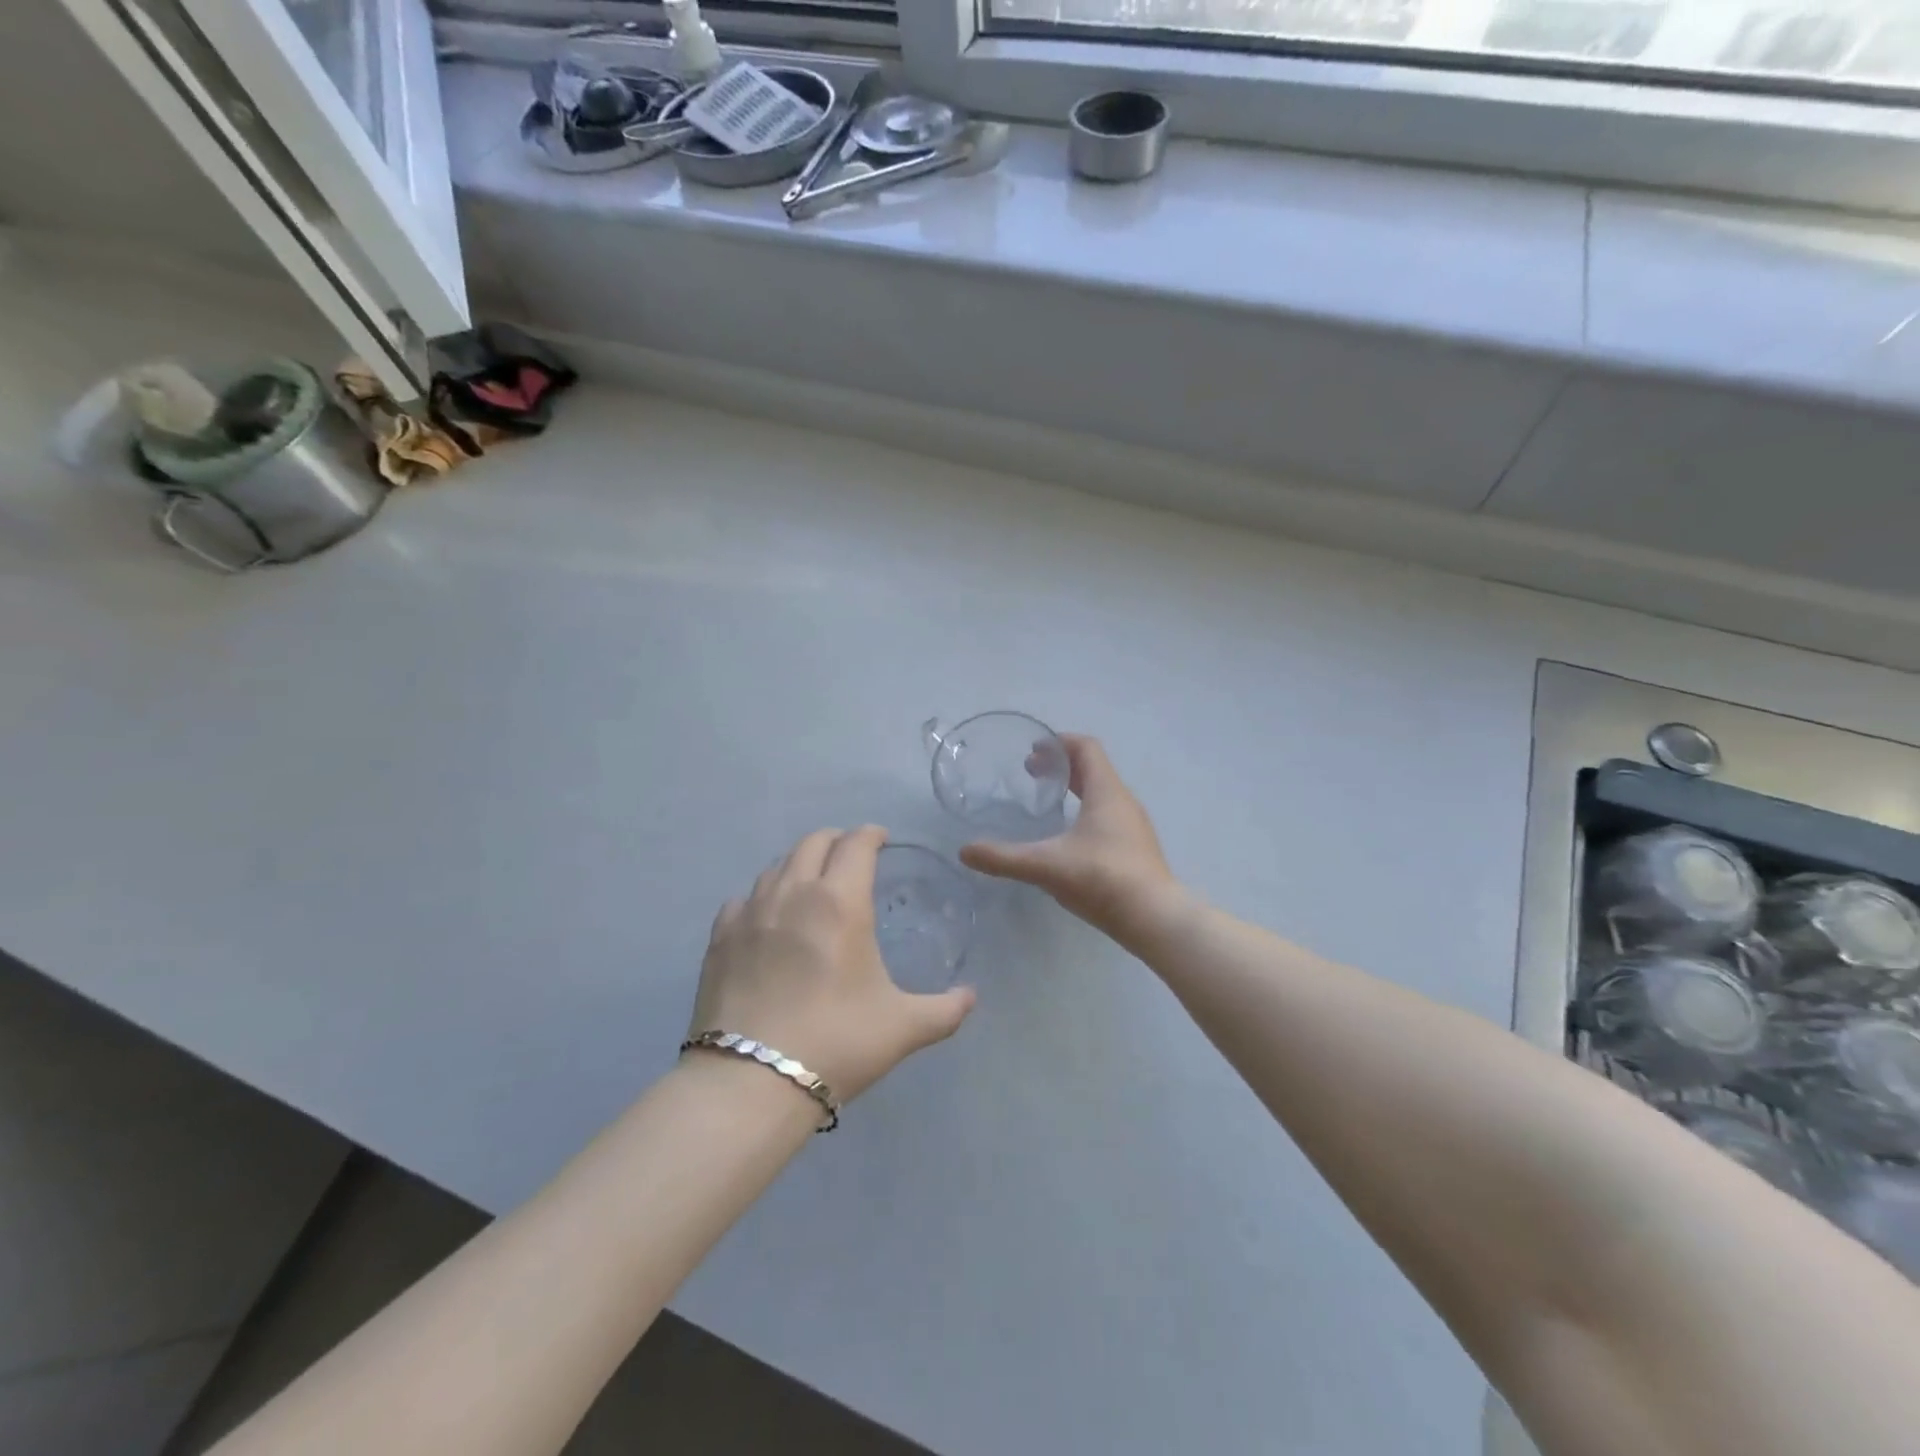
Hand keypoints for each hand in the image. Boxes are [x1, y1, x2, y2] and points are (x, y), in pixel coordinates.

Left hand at [689, 826, 975, 1102]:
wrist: (751, 1081)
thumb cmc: (836, 1043)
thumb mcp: (903, 1028)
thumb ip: (944, 1009)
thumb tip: (971, 997)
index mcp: (840, 901)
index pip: (857, 844)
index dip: (872, 834)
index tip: (881, 839)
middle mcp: (794, 892)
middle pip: (814, 842)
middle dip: (837, 841)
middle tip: (851, 857)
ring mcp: (751, 912)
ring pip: (777, 865)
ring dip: (800, 864)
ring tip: (811, 885)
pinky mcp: (719, 938)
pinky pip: (743, 898)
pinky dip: (762, 896)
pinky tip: (767, 918)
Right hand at [959, 735, 1177, 942]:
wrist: (1155, 919)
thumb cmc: (1102, 879)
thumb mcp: (1046, 865)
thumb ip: (1003, 857)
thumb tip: (965, 851)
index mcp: (1106, 792)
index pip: (1086, 748)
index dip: (1059, 742)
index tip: (1032, 749)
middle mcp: (1123, 801)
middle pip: (1093, 769)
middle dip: (1061, 767)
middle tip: (1030, 774)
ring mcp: (1133, 826)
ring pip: (1101, 794)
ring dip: (1075, 790)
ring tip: (1046, 803)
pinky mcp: (1136, 849)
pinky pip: (1108, 817)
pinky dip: (1085, 813)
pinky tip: (1067, 839)